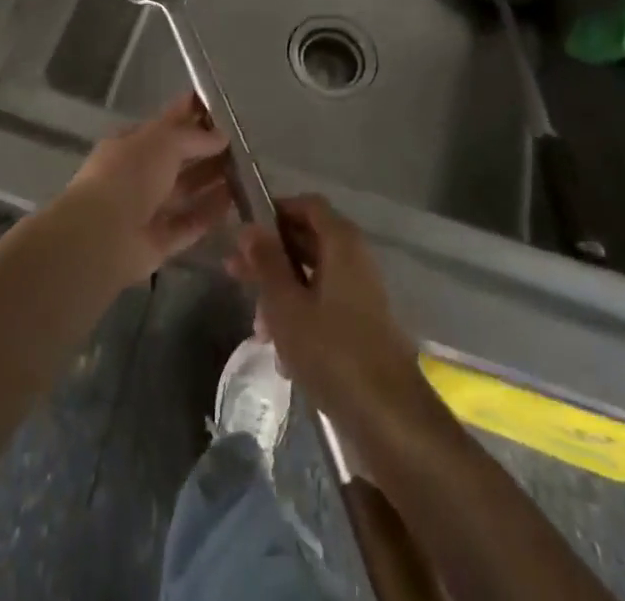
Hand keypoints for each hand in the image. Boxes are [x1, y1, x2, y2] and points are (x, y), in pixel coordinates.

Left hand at [58, 95, 232, 288]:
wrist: (103, 235)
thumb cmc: (129, 174)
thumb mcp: (163, 140)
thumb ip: (194, 136)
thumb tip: (222, 135)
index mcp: (131, 144)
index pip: (166, 124)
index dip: (191, 115)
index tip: (222, 110)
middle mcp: (138, 175)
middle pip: (178, 159)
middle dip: (206, 150)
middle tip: (243, 143)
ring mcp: (147, 210)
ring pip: (185, 191)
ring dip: (212, 181)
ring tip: (246, 171)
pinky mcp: (159, 242)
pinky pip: (189, 224)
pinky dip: (210, 213)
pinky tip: (235, 203)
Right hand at [228, 195, 433, 440]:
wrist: (389, 418)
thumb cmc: (332, 352)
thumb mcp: (287, 305)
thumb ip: (267, 263)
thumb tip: (249, 227)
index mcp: (342, 242)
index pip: (307, 205)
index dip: (275, 211)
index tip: (245, 232)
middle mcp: (355, 259)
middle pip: (308, 240)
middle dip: (271, 258)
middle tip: (235, 274)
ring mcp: (362, 293)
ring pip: (313, 276)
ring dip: (282, 294)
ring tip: (258, 329)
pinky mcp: (363, 325)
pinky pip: (325, 305)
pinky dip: (301, 318)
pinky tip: (283, 356)